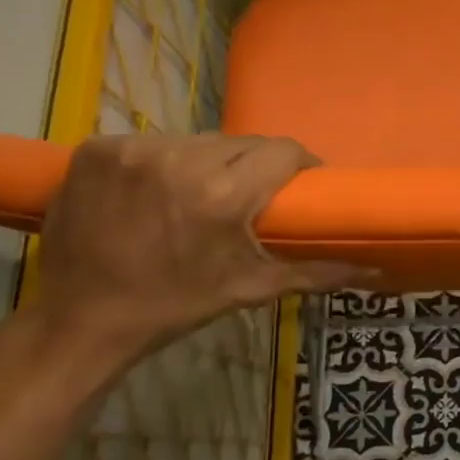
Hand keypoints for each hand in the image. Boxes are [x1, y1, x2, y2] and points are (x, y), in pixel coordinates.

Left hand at [33, 133, 368, 365]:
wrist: (82, 320)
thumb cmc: (176, 306)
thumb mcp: (250, 289)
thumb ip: (317, 272)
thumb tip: (377, 270)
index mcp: (221, 196)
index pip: (281, 151)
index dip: (299, 164)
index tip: (300, 183)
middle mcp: (178, 160)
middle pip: (241, 143)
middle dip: (253, 165)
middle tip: (250, 195)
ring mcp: (131, 149)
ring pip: (197, 140)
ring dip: (209, 161)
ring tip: (202, 193)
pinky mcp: (96, 148)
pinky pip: (153, 142)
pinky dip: (164, 160)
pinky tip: (158, 189)